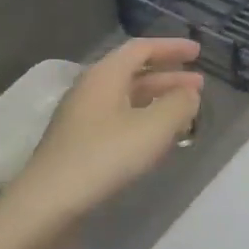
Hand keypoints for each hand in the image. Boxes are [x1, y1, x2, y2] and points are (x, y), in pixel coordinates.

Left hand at [10, 39, 203, 222]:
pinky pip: (118, 120)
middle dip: (168, 77)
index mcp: (104, 76)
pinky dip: (143, 120)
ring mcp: (81, 118)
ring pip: (126, 98)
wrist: (49, 202)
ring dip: (157, 100)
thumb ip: (177, 105)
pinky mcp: (79, 143)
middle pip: (133, 73)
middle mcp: (90, 89)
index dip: (171, 47)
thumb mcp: (152, 129)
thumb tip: (190, 93)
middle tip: (198, 85)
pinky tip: (156, 138)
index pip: (141, 49)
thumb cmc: (104, 157)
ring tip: (185, 112)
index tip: (197, 52)